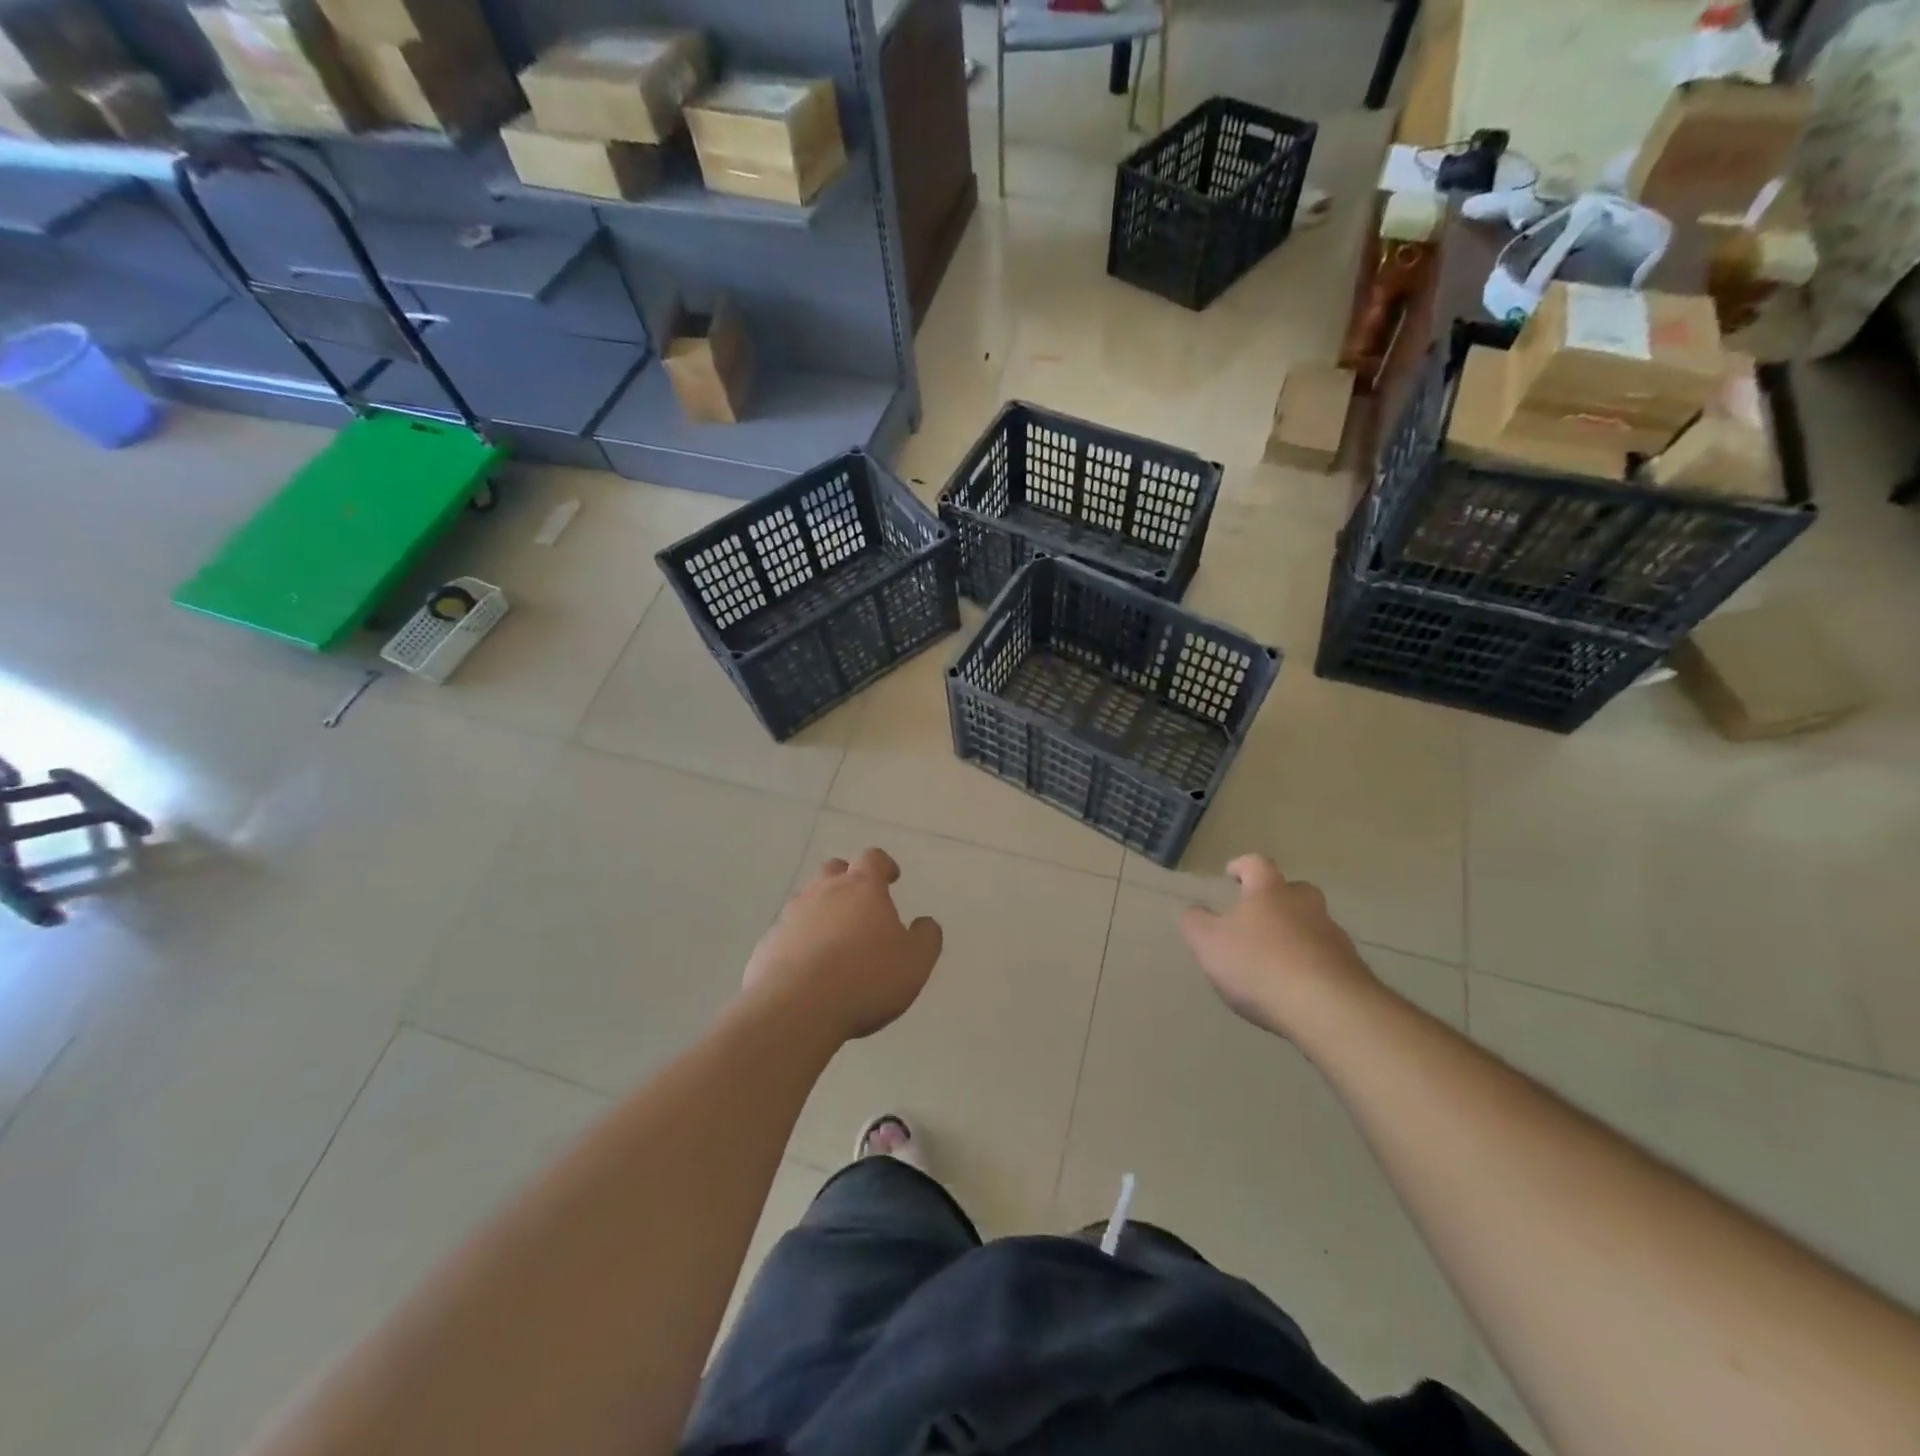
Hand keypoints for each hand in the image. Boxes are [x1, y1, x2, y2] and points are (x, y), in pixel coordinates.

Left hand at [742, 848, 942, 1044]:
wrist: (796, 1009)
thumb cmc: (865, 978)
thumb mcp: (915, 962)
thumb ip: (926, 938)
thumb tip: (926, 923)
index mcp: (862, 888)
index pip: (872, 859)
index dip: (884, 865)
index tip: (891, 876)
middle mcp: (823, 892)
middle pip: (834, 870)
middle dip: (847, 880)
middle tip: (860, 904)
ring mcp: (790, 916)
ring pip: (808, 901)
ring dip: (822, 913)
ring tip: (835, 943)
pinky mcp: (767, 944)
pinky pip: (788, 934)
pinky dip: (800, 943)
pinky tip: (808, 970)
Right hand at [1181, 855, 1378, 1040]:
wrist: (1330, 1009)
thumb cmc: (1260, 965)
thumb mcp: (1209, 944)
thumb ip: (1196, 923)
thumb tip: (1196, 912)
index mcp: (1270, 892)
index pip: (1256, 864)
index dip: (1242, 866)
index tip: (1231, 874)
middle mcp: (1306, 907)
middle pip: (1295, 891)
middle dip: (1278, 898)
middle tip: (1259, 915)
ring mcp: (1334, 938)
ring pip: (1313, 926)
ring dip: (1296, 935)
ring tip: (1274, 960)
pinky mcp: (1352, 971)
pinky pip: (1326, 959)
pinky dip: (1311, 966)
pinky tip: (1296, 989)